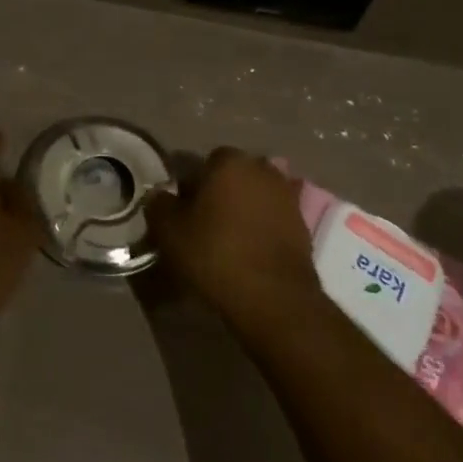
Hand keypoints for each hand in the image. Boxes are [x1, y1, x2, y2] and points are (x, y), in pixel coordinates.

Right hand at [147, 148, 321, 333]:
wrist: (275, 300)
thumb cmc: (216, 254)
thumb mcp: (170, 231)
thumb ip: (159, 205)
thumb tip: (159, 196)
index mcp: (230, 161)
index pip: (203, 163)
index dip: (190, 186)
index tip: (182, 211)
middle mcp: (262, 169)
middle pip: (231, 177)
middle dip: (218, 194)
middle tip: (202, 225)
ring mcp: (287, 197)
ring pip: (253, 198)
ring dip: (241, 212)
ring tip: (226, 242)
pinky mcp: (303, 226)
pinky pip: (272, 220)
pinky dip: (260, 231)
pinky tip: (248, 254)